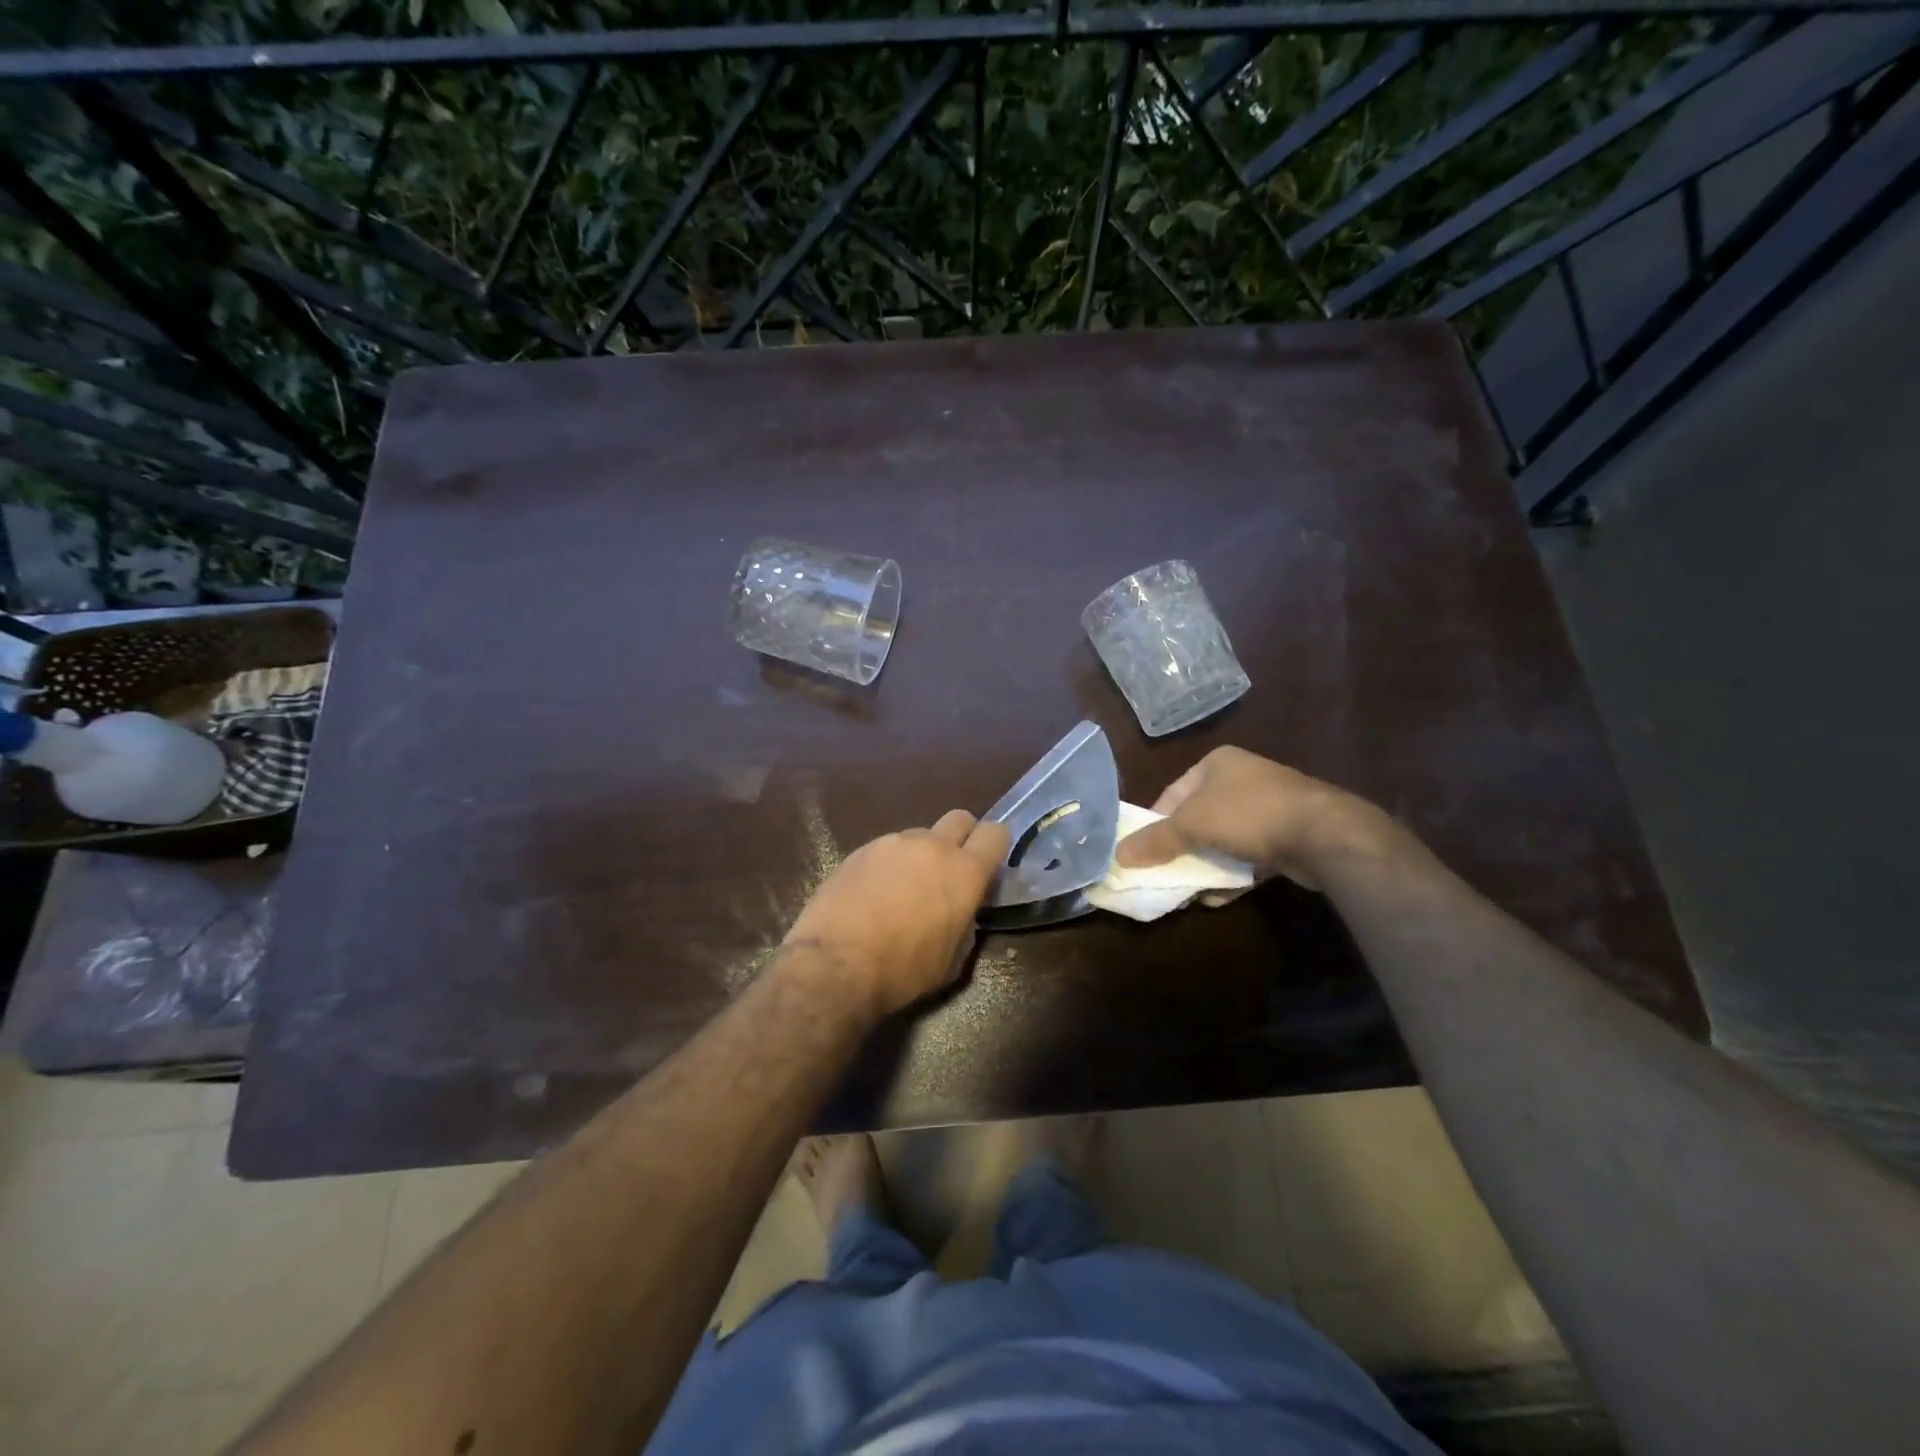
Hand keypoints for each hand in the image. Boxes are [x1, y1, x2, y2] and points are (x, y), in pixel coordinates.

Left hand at [781, 810, 1009, 1018]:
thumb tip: (961, 911)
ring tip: (901, 890)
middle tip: (948, 872)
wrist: (835, 964)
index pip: (996, 834)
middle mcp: (933, 846)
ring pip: (919, 835)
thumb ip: (965, 923)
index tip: (986, 867)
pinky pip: (886, 849)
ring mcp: (894, 843)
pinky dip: (887, 865)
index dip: (995, 847)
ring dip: (919, 855)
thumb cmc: (903, 971)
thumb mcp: (952, 961)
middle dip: (961, 838)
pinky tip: (871, 895)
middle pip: (960, 819)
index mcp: (965, 871)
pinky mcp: (860, 849)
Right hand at [1113, 747, 1391, 887]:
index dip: (1154, 823)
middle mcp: (1242, 778)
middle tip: (1163, 874)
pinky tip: (1219, 896)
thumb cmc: (1247, 814)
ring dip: (1206, 865)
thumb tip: (1118, 855)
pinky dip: (1233, 874)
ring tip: (1188, 890)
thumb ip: (1155, 841)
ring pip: (1223, 839)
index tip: (1142, 852)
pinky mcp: (1287, 835)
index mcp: (1217, 763)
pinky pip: (1249, 856)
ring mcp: (1268, 806)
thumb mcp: (1191, 825)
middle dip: (1181, 849)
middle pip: (1197, 818)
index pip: (1172, 794)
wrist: (1323, 834)